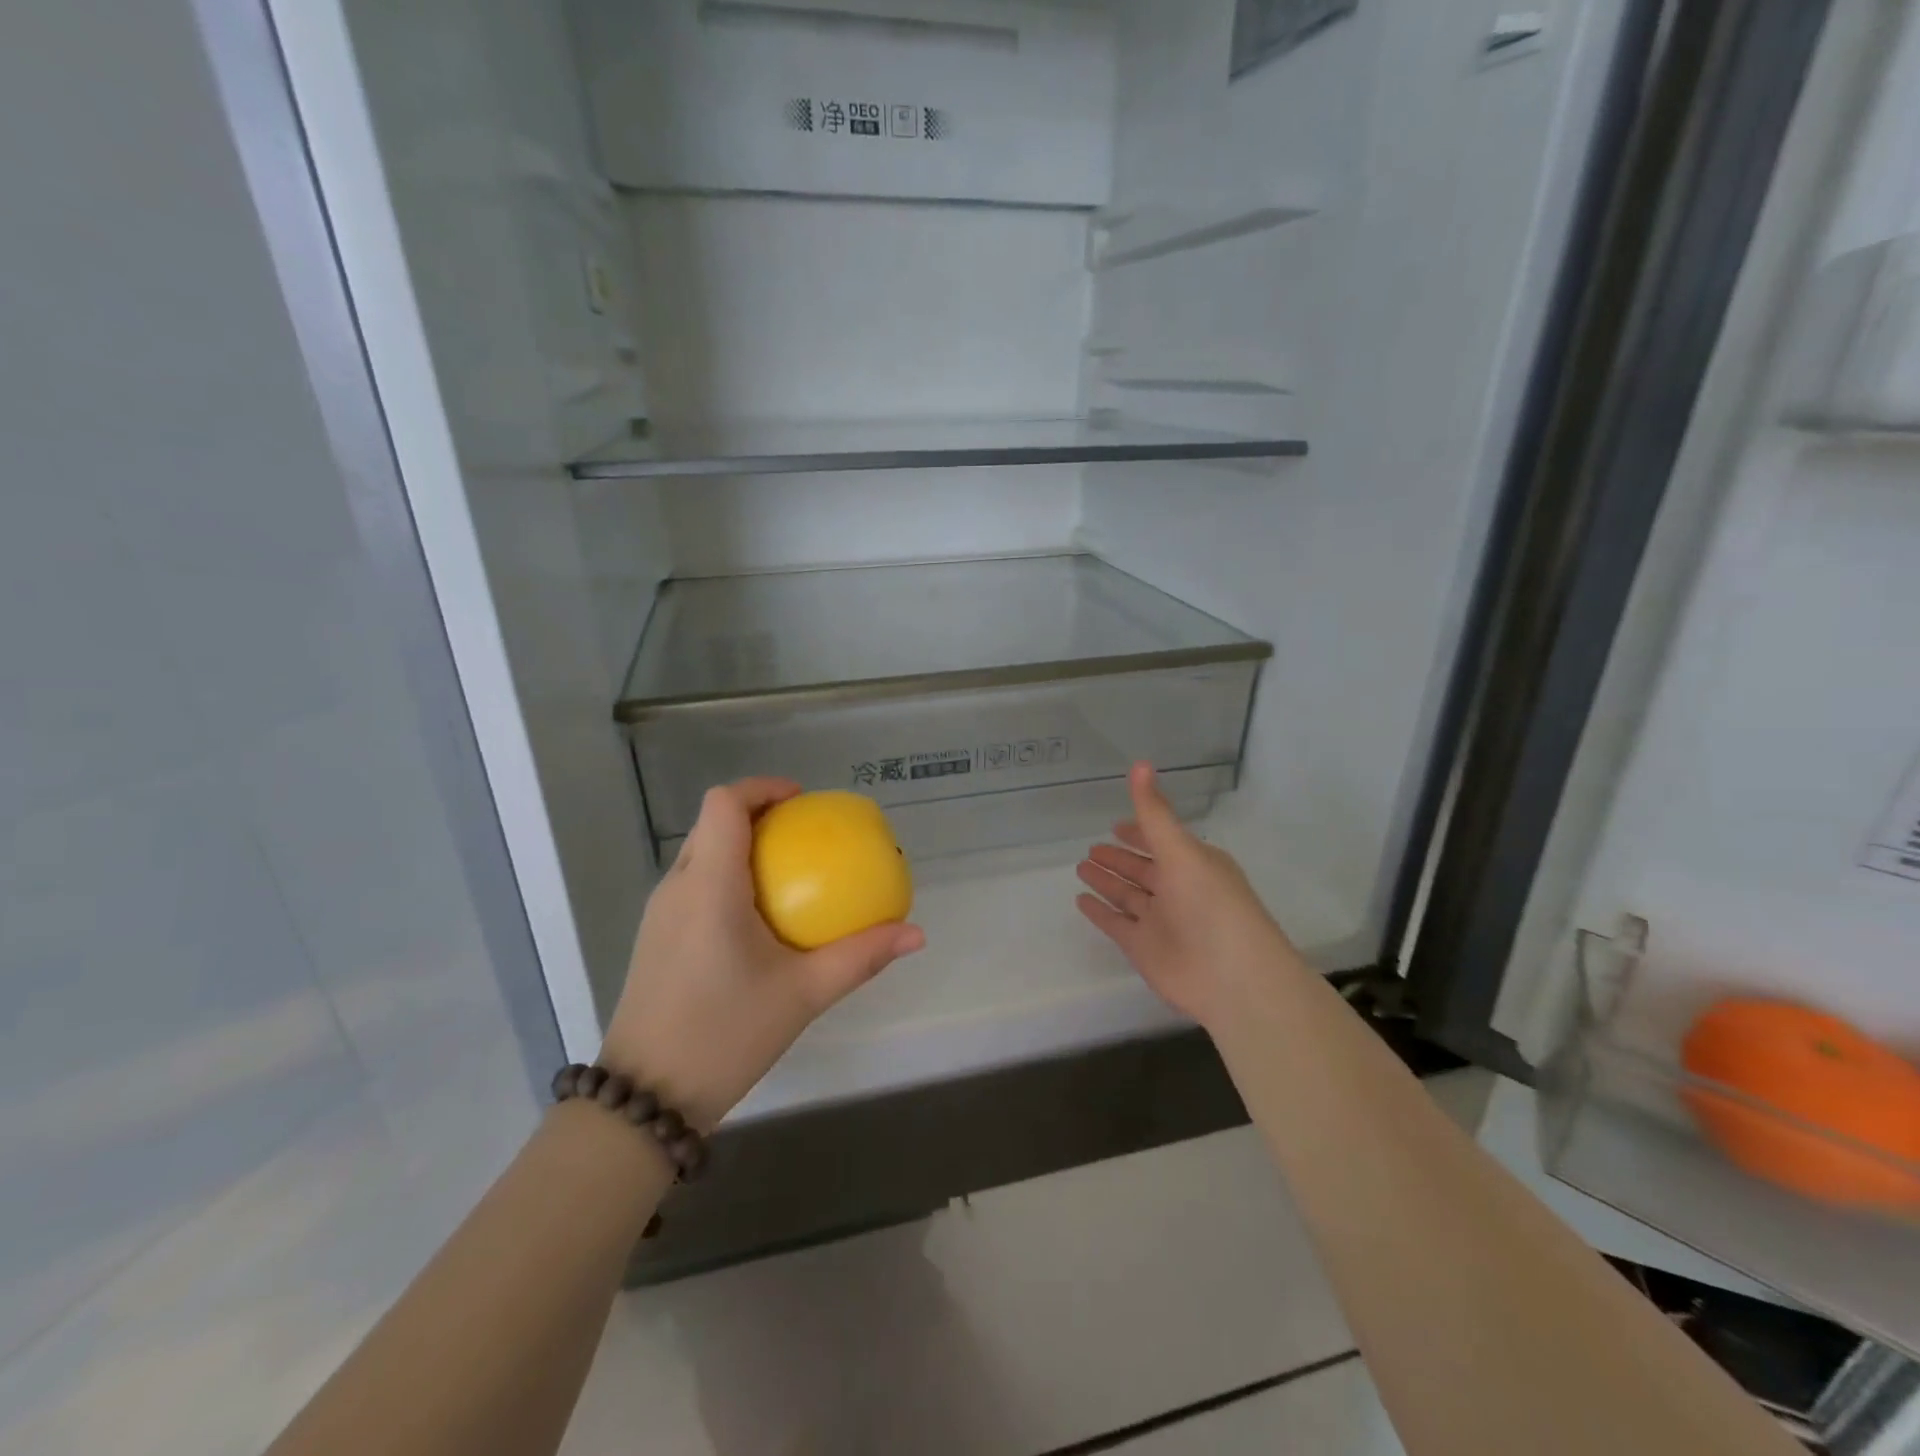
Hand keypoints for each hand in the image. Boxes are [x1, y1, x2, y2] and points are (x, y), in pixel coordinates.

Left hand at [602, 778, 924, 1129]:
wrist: (647, 1098)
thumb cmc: (726, 1034)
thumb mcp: (803, 994)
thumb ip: (861, 957)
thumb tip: (916, 933)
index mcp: (709, 885)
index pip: (724, 804)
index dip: (761, 787)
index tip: (803, 801)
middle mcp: (677, 887)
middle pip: (712, 823)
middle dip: (758, 814)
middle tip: (805, 835)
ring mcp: (660, 914)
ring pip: (700, 853)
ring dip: (741, 846)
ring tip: (788, 870)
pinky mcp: (655, 938)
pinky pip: (693, 884)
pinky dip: (727, 876)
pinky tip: (759, 917)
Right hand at [1076, 763, 1305, 1031]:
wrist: (1233, 977)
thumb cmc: (1211, 904)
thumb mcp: (1181, 850)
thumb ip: (1154, 812)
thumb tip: (1140, 762)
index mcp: (1194, 864)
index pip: (1161, 841)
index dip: (1139, 831)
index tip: (1116, 824)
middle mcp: (1178, 890)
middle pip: (1142, 869)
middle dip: (1119, 858)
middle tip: (1091, 848)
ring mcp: (1161, 921)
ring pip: (1128, 895)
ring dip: (1107, 882)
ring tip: (1080, 867)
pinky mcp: (1145, 949)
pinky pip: (1116, 924)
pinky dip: (1100, 912)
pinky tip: (1080, 900)